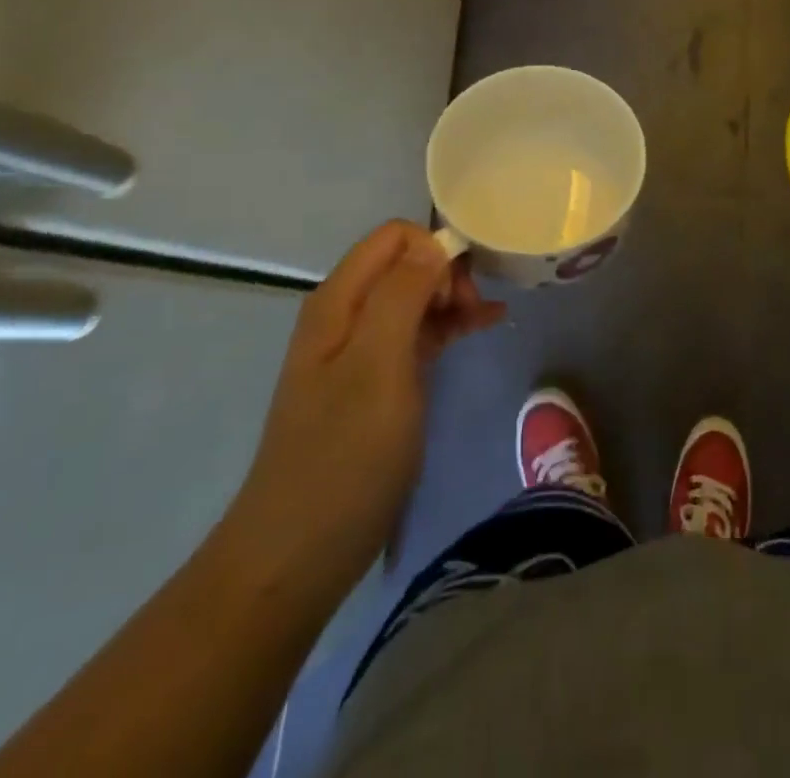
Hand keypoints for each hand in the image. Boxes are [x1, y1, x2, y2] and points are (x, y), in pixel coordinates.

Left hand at [222, 221, 505, 600]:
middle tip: (476, 310)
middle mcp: (346, 315)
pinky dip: (449, 325)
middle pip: (406, 263)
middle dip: (447, 273)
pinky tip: (482, 327)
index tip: (463, 289)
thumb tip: (435, 243)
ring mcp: (360, 350)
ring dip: (453, 298)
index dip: (434, 249)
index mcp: (338, 301)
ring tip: (489, 317)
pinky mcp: (376, 381)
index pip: (394, 237)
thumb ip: (403, 294)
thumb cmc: (343, 454)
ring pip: (415, 297)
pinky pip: (417, 333)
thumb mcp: (378, 366)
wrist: (300, 552)